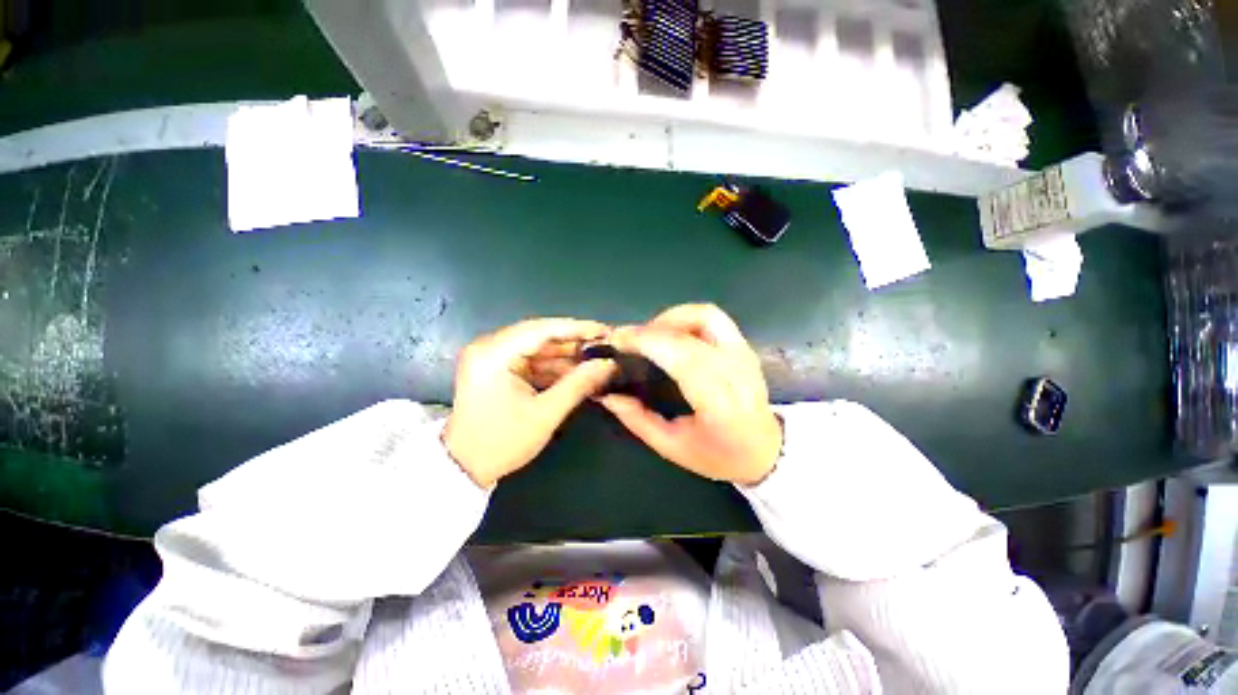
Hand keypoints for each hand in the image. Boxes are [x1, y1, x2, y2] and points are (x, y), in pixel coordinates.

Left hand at [444, 319, 616, 487]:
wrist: (464, 468)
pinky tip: (576, 371)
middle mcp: (490, 347)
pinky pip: (531, 360)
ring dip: (566, 355)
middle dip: (574, 342)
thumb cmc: (502, 442)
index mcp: (494, 354)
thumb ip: (579, 384)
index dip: (577, 328)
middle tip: (604, 346)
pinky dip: (553, 366)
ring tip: (596, 360)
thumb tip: (608, 364)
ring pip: (538, 347)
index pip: (542, 329)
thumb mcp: (545, 414)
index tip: (605, 330)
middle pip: (540, 335)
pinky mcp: (497, 367)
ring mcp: (492, 357)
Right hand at [601, 304, 782, 485]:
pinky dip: (686, 317)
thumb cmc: (718, 455)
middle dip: (649, 330)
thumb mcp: (672, 447)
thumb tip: (608, 395)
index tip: (617, 340)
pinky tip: (671, 333)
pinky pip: (713, 318)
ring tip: (649, 335)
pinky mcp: (744, 345)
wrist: (765, 450)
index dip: (646, 341)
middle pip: (688, 333)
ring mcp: (743, 353)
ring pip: (704, 315)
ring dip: (670, 318)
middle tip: (625, 339)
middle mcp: (735, 370)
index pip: (682, 357)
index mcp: (719, 402)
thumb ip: (638, 420)